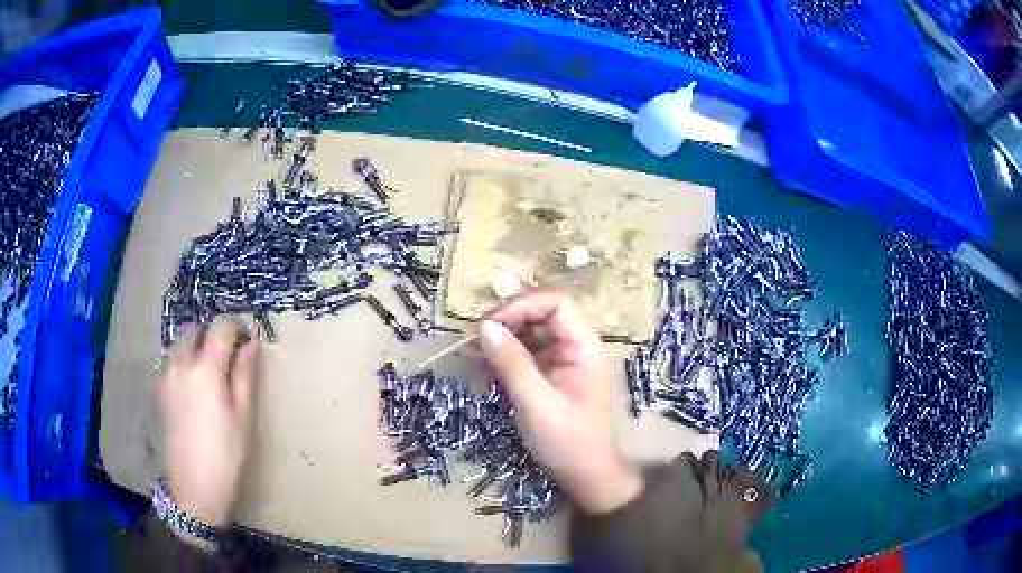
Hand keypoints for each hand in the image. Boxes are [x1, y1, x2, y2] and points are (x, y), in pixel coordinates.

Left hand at [158, 316, 257, 526]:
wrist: (193, 487)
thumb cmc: (226, 455)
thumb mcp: (243, 417)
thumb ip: (244, 375)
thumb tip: (250, 344)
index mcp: (205, 368)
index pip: (220, 326)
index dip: (235, 327)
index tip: (245, 339)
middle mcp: (180, 363)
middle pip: (194, 329)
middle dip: (211, 335)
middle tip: (227, 359)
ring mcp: (165, 376)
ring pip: (179, 345)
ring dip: (195, 348)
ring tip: (209, 376)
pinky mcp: (158, 390)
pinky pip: (170, 362)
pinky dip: (182, 364)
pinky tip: (192, 390)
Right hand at [479, 291, 642, 514]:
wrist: (587, 477)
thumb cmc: (568, 441)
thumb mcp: (536, 402)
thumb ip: (512, 363)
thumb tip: (485, 326)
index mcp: (584, 347)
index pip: (556, 303)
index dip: (522, 306)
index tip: (490, 325)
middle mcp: (576, 348)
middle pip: (542, 316)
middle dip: (508, 322)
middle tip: (475, 339)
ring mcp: (565, 363)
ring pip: (532, 335)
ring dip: (504, 340)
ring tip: (475, 354)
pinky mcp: (553, 378)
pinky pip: (529, 356)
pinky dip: (507, 359)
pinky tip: (487, 369)